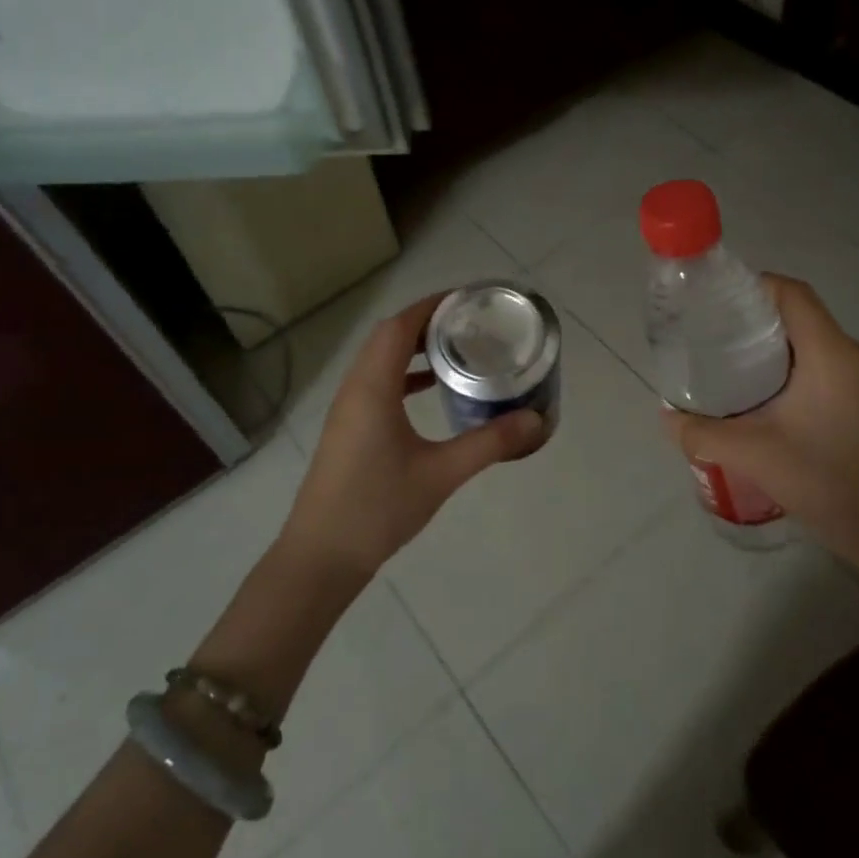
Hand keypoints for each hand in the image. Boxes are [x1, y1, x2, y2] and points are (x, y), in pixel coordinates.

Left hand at [280, 291, 544, 578]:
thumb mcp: (442, 473)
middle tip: (471, 323)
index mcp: (373, 387)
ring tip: (456, 349)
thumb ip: (490, 443)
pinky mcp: (348, 427)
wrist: (322, 556)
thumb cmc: (378, 508)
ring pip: (380, 359)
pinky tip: (430, 390)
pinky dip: (403, 374)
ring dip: (413, 347)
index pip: (399, 326)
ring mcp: (347, 408)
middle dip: (427, 322)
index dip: (432, 306)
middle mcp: (356, 388)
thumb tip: (536, 419)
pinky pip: (376, 382)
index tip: (468, 301)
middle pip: (388, 336)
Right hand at [661, 275, 858, 577]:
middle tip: (719, 351)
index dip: (754, 288)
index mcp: (833, 353)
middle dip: (759, 330)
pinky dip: (806, 380)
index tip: (718, 308)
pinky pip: (837, 375)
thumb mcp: (755, 457)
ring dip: (783, 359)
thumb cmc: (832, 484)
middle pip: (803, 321)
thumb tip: (668, 418)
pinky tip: (785, 416)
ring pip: (821, 351)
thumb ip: (703, 434)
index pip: (792, 293)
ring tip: (745, 385)